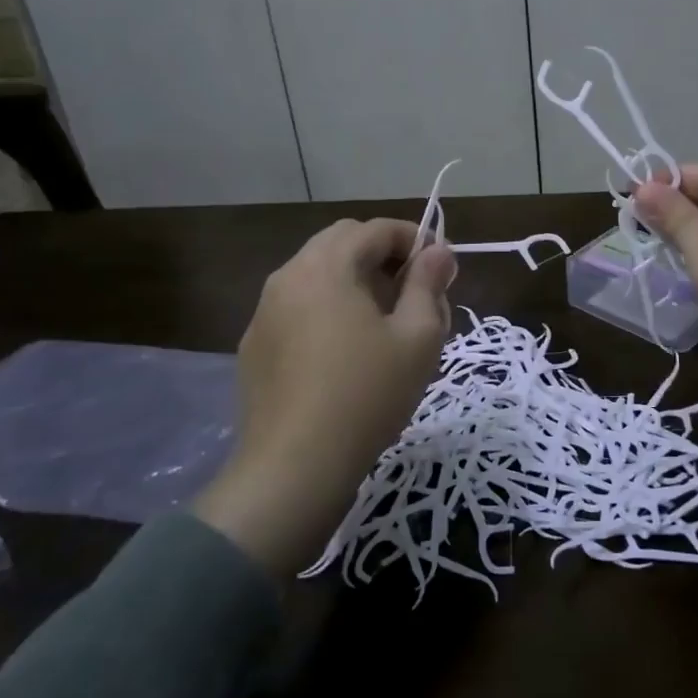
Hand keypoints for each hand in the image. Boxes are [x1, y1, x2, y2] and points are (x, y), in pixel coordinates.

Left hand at [192, 218, 454, 577]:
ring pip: (316, 274)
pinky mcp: (255, 345)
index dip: (415, 238)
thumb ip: (429, 284)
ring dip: (354, 281)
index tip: (442, 268)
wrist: (294, 468)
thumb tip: (438, 252)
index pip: (376, 229)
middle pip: (341, 243)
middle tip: (414, 292)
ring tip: (384, 323)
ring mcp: (265, 311)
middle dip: (382, 256)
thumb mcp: (417, 337)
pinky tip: (345, 352)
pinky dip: (327, 308)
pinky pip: (298, 307)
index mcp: (326, 265)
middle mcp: (288, 276)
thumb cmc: (367, 394)